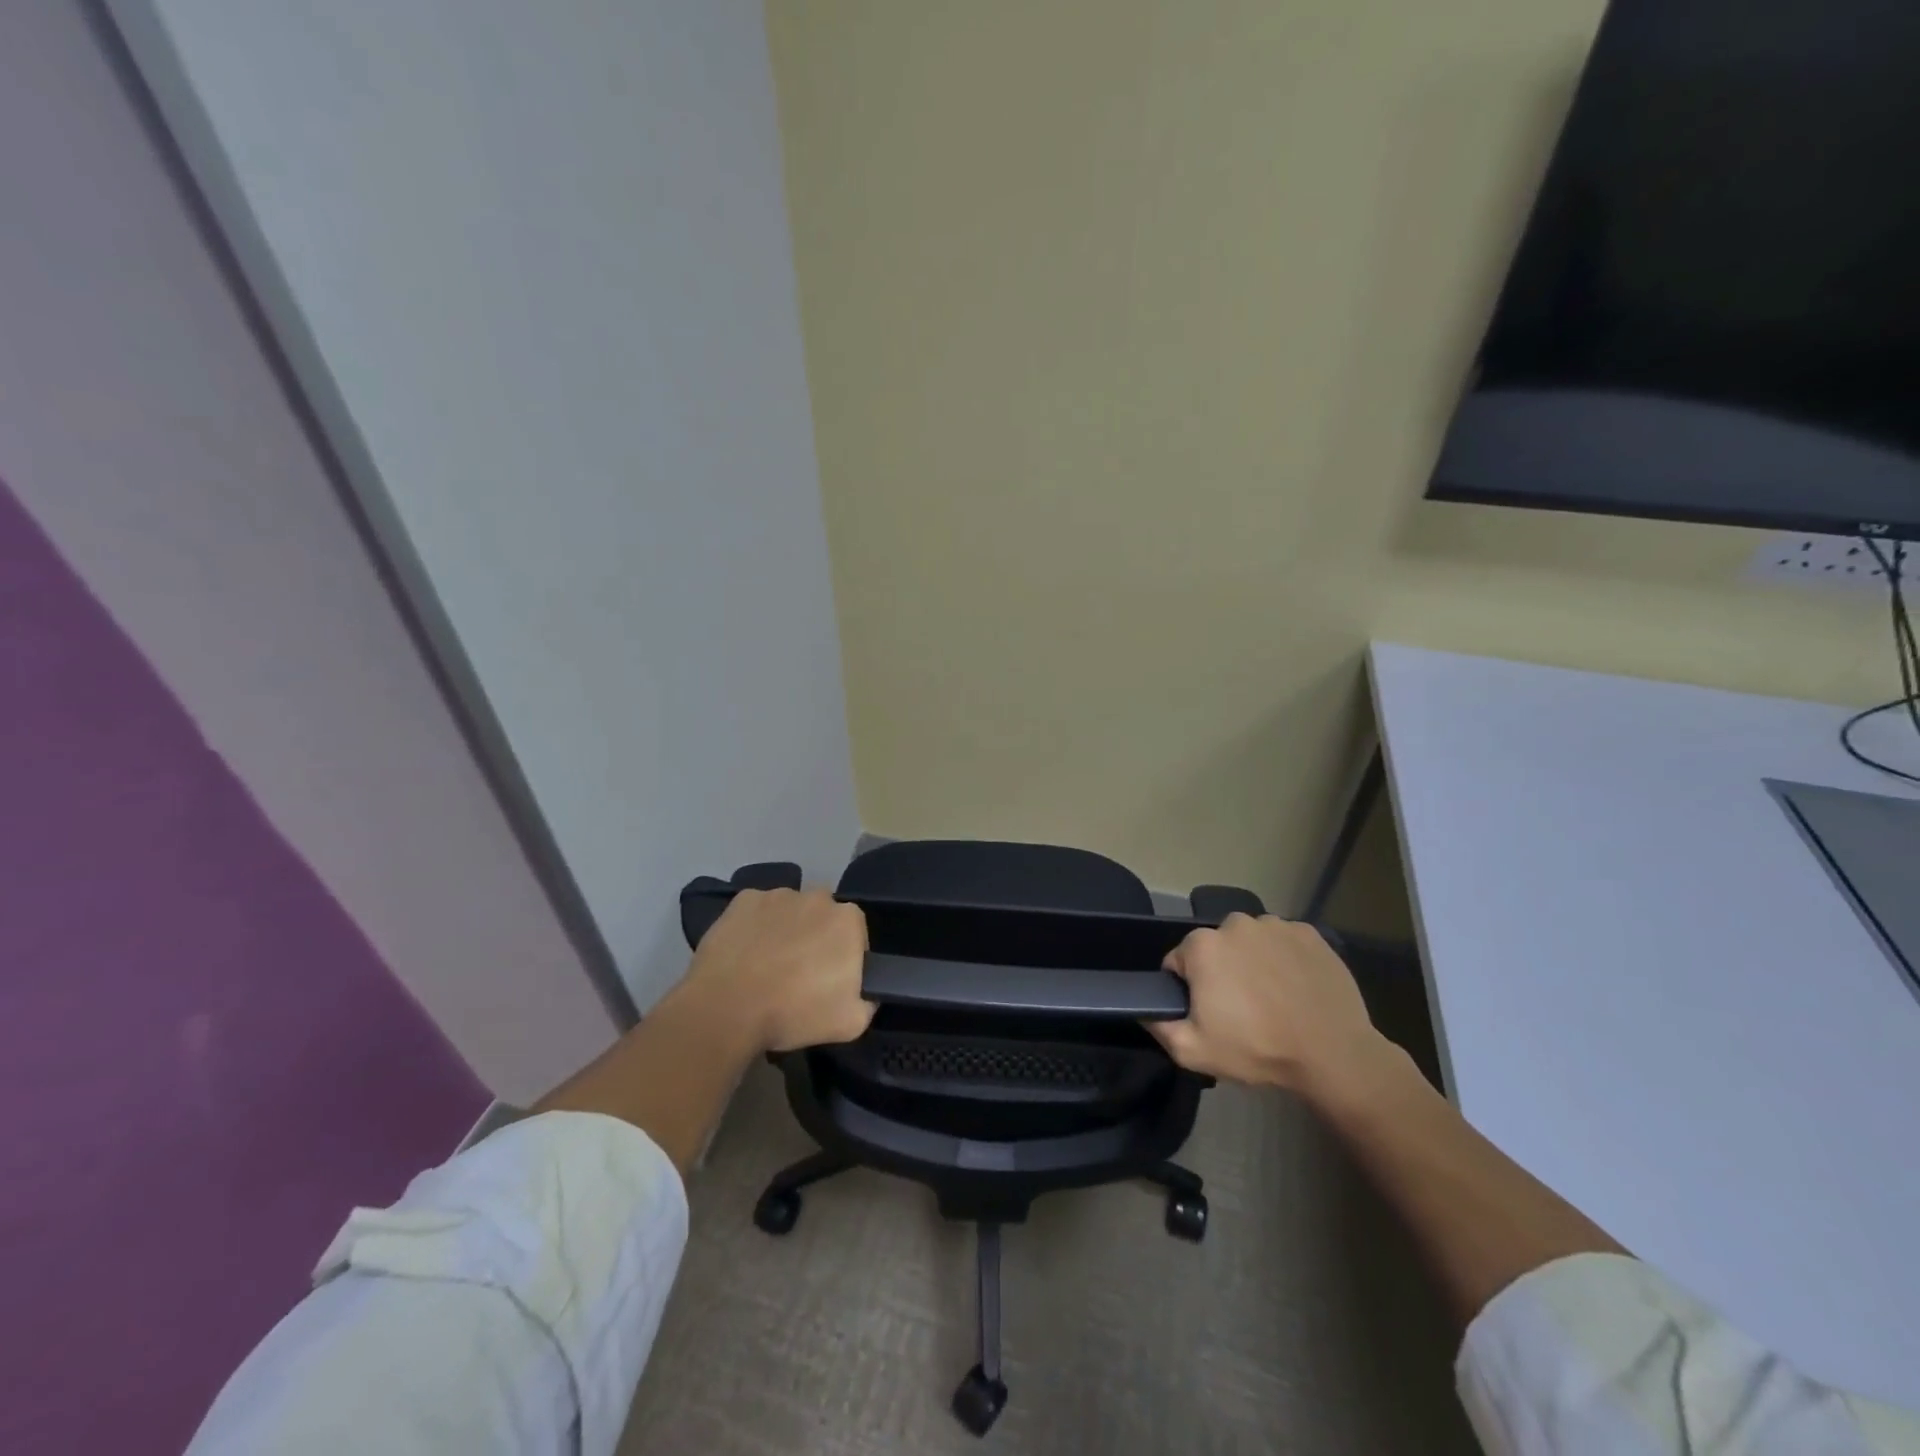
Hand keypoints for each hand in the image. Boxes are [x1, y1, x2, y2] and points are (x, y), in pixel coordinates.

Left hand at [684, 888, 874, 1052]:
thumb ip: (868, 999)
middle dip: (817, 936)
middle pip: (823, 916)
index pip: (855, 933)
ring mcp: (778, 894)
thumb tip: (865, 990)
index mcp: (848, 920)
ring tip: (767, 964)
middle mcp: (817, 897)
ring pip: (790, 909)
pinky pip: (757, 910)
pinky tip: (744, 953)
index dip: (845, 956)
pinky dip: (755, 925)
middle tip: (799, 971)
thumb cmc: (794, 1013)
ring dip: (786, 929)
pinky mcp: (743, 899)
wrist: (726, 1009)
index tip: (830, 979)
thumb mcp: (851, 1023)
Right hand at [1147, 914, 1386, 1095]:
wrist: (1333, 1054)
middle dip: (1221, 972)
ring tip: (1272, 998)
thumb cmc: (1257, 1049)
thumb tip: (1143, 1008)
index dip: (1189, 989)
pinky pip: (1284, 942)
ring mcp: (1275, 925)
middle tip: (1240, 1009)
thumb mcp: (1193, 1051)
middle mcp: (1235, 923)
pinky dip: (1285, 958)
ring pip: (1250, 942)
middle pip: (1215, 948)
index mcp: (1202, 946)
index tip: (1209, 1013)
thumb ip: (1158, 1026)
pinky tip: (1296, 987)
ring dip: (1253, 962)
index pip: (1179, 962)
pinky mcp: (1309, 933)